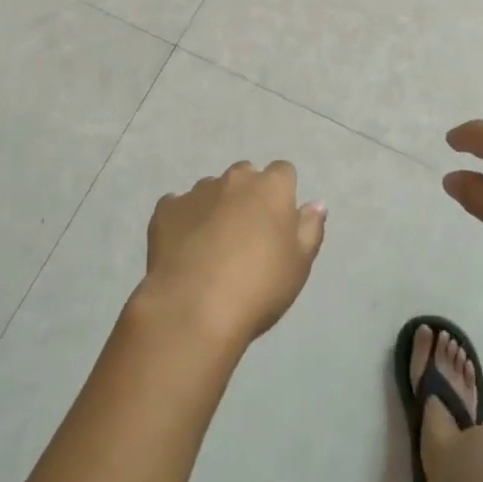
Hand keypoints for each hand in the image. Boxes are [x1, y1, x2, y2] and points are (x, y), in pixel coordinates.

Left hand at [138, 161, 326, 352]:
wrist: (194, 309)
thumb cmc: (258, 287)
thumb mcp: (299, 264)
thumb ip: (310, 228)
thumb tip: (316, 204)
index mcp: (271, 187)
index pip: (283, 172)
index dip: (282, 194)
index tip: (278, 222)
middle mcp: (234, 180)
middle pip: (245, 176)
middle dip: (247, 196)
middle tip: (246, 235)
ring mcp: (197, 191)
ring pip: (211, 190)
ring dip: (215, 207)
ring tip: (212, 246)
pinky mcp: (166, 210)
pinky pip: (178, 207)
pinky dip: (183, 221)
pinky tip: (183, 249)